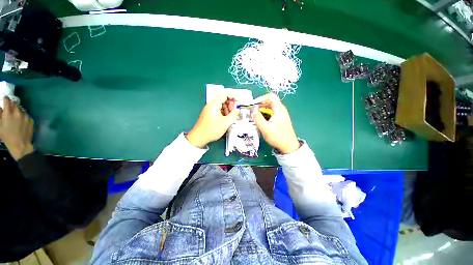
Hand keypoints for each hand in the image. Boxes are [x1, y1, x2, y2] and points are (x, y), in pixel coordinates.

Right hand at [0, 97, 33, 159]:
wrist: (20, 144)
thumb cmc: (7, 136)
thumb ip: (0, 114)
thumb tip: (1, 107)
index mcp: (8, 112)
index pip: (7, 100)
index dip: (6, 99)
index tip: (5, 100)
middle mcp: (18, 112)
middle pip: (15, 104)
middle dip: (12, 105)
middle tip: (10, 109)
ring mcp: (25, 115)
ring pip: (21, 109)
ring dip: (18, 111)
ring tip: (16, 117)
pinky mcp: (31, 119)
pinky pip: (26, 115)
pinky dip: (23, 116)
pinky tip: (21, 122)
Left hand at [186, 92, 238, 147]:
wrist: (199, 137)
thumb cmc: (209, 130)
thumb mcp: (225, 123)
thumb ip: (233, 115)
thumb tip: (237, 111)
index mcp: (214, 104)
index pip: (224, 94)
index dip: (232, 96)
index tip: (237, 100)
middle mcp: (211, 105)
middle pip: (223, 99)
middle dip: (231, 104)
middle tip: (234, 110)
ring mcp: (210, 110)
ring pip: (222, 105)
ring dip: (228, 109)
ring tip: (231, 116)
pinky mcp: (210, 115)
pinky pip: (219, 110)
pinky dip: (224, 113)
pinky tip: (226, 119)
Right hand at [253, 93, 299, 153]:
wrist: (289, 146)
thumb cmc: (277, 136)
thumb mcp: (265, 128)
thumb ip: (258, 117)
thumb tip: (252, 109)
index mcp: (279, 109)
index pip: (270, 96)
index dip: (261, 98)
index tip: (253, 105)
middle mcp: (280, 109)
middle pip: (269, 102)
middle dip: (259, 105)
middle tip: (251, 111)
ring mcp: (280, 115)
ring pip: (269, 108)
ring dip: (261, 110)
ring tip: (254, 117)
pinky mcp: (279, 120)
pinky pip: (270, 113)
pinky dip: (264, 115)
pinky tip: (260, 121)